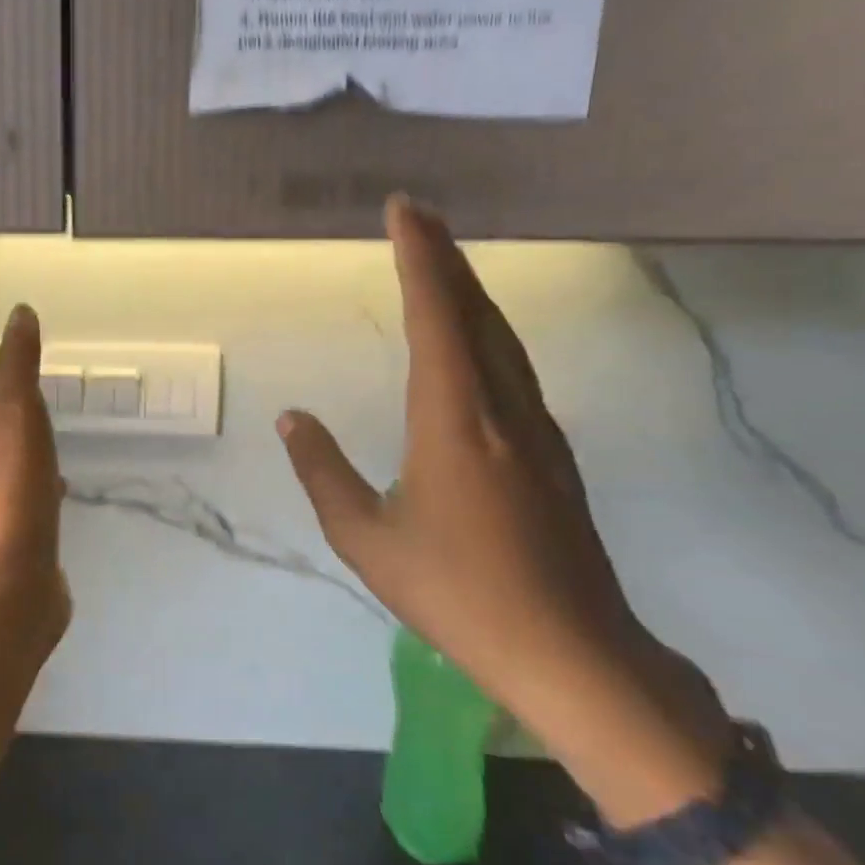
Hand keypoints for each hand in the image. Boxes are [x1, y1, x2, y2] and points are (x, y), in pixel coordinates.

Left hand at [0, 304, 70, 673]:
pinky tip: (62, 487)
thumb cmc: (11, 498)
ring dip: (24, 444)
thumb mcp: (18, 418)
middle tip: (42, 397)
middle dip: (7, 407)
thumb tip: (20, 312)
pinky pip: (25, 496)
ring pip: (4, 461)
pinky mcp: (15, 535)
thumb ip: (19, 367)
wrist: (10, 593)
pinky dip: (40, 482)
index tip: (17, 366)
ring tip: (54, 435)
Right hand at [278, 199, 726, 819]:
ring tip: (439, 259)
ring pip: (501, 335)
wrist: (572, 653)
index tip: (403, 211)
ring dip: (468, 288)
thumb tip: (292, 419)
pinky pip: (512, 365)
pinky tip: (472, 333)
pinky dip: (485, 327)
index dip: (420, 259)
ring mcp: (535, 427)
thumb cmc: (458, 594)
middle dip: (445, 256)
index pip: (436, 317)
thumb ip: (323, 471)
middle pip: (476, 311)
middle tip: (416, 214)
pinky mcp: (550, 450)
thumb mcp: (366, 539)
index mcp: (454, 421)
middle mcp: (501, 408)